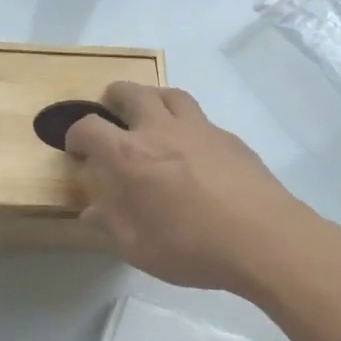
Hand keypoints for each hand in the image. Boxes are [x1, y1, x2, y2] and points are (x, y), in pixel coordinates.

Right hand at [66, 84, 317, 295]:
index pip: (89, 128)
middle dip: (113, 98)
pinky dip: (185, 122)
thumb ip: (111, 224)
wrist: (264, 240)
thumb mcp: (138, 248)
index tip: (77, 150)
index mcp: (129, 156)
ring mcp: (199, 129)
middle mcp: (160, 130)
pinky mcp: (229, 138)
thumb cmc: (192, 248)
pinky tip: (190, 149)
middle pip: (131, 92)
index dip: (76, 135)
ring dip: (151, 98)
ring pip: (169, 93)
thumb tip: (91, 212)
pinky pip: (199, 117)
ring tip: (149, 116)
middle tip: (110, 114)